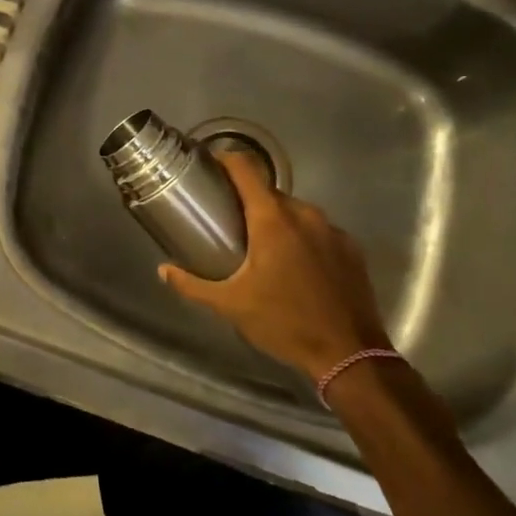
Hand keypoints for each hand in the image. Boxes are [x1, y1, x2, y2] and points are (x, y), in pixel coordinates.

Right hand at [157, 149, 390, 382]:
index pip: (245, 168)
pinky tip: (296, 266)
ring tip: (261, 246)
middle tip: (228, 220)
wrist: (350, 355)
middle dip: (247, 200)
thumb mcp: (231, 306)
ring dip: (276, 221)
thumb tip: (164, 270)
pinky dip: (303, 238)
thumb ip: (193, 285)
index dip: (225, 159)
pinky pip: (318, 231)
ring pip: (295, 211)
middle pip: (269, 192)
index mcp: (272, 219)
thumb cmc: (285, 323)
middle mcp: (304, 214)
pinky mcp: (351, 248)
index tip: (209, 166)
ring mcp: (332, 230)